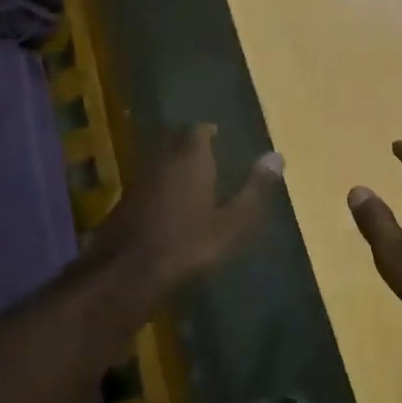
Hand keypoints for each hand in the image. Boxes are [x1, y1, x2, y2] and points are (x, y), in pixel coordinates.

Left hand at [98, 125, 283, 292]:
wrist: (129, 271)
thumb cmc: (188, 244)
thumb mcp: (232, 223)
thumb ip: (255, 190)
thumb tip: (277, 156)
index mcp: (190, 160)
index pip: (197, 131)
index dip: (206, 130)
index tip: (216, 133)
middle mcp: (162, 162)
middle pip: (174, 141)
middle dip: (188, 143)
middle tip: (204, 150)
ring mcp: (139, 181)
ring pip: (158, 161)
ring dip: (173, 163)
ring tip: (189, 175)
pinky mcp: (124, 203)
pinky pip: (147, 182)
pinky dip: (159, 185)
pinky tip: (166, 202)